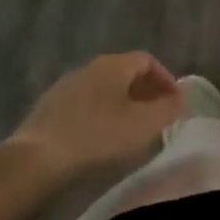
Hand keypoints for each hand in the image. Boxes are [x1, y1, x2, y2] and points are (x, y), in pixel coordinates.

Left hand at [11, 52, 183, 183]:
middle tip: (156, 116)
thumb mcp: (145, 124)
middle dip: (144, 92)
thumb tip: (182, 97)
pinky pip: (84, 105)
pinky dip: (99, 115)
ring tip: (129, 130)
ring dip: (121, 104)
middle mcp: (89, 67)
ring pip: (103, 89)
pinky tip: (100, 138)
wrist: (37, 159)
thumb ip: (169, 108)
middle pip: (124, 73)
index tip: (174, 102)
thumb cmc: (99, 135)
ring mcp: (65, 86)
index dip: (165, 79)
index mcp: (114, 64)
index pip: (147, 60)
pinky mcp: (48, 108)